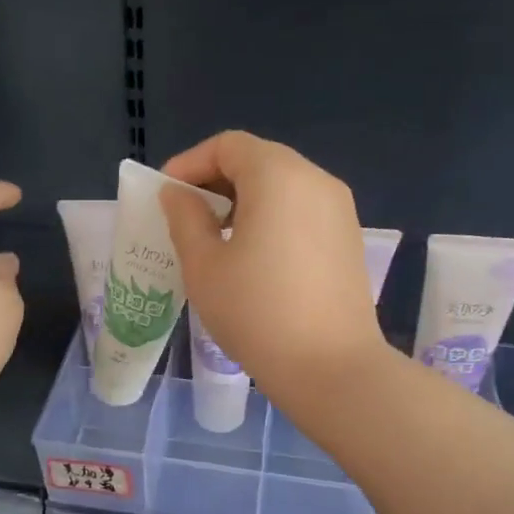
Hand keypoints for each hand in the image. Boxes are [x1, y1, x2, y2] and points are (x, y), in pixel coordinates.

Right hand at [160, 131, 387, 404]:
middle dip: (216, 180)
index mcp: (278, 175)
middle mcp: (315, 179)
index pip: (227, 146)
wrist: (331, 367)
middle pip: (257, 160)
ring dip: (242, 200)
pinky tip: (252, 255)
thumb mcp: (204, 265)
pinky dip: (270, 217)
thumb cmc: (256, 312)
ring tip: (215, 238)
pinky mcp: (347, 238)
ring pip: (281, 185)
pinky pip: (300, 209)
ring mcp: (339, 209)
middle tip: (186, 216)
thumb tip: (178, 194)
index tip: (165, 195)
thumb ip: (185, 219)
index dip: (190, 163)